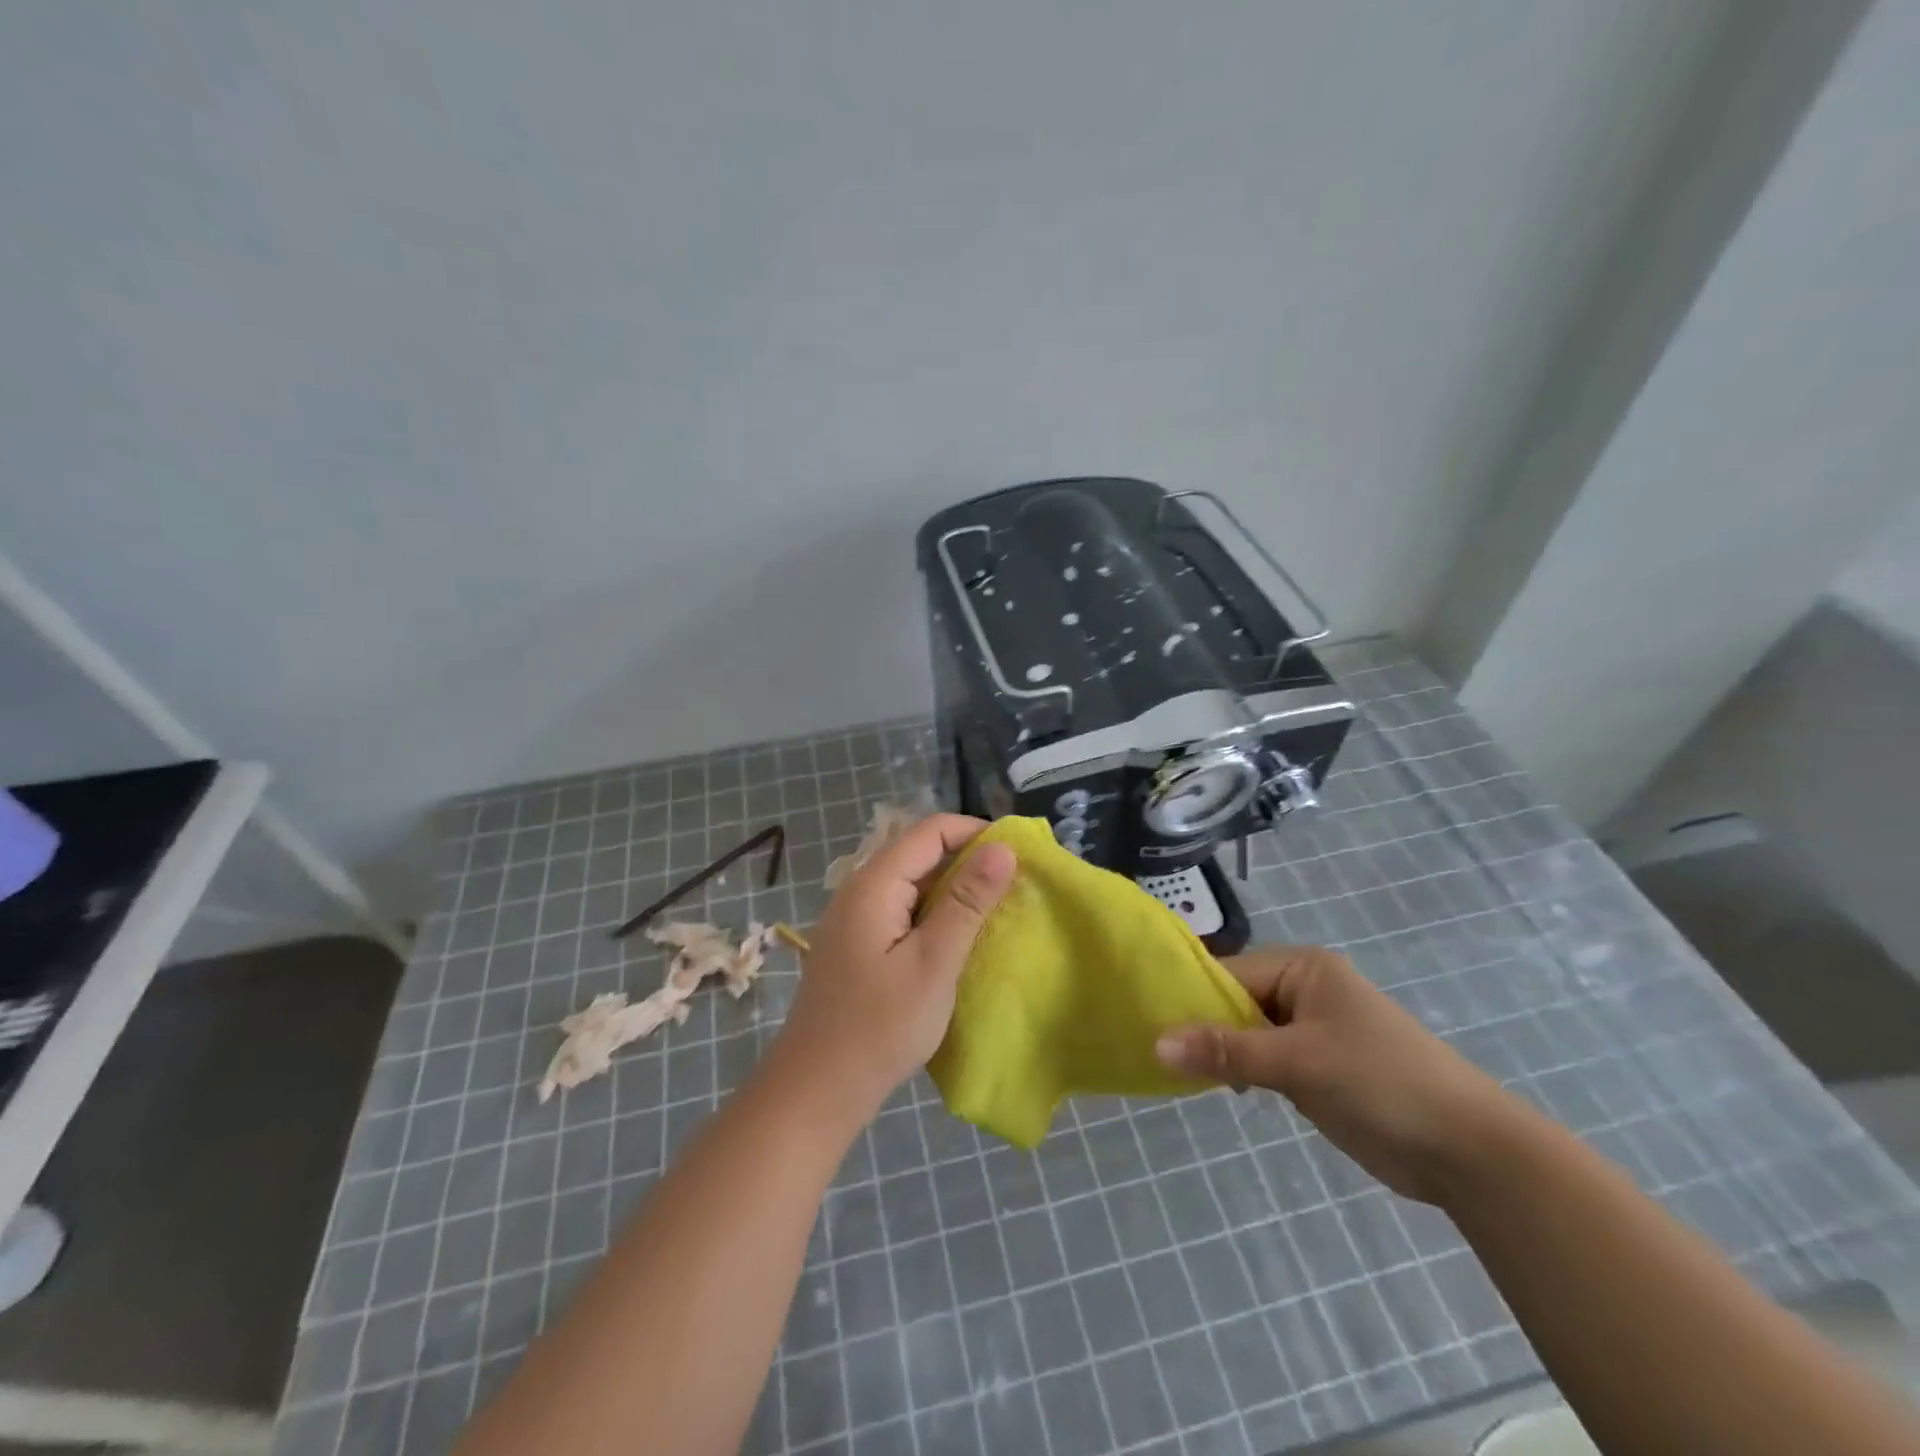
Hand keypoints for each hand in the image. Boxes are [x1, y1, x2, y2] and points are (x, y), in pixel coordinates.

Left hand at [774, 814, 1015, 1117]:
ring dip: (954, 891)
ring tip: (995, 913)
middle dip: (968, 862)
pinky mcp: (858, 944)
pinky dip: (934, 915)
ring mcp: (855, 918)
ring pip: (913, 884)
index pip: (930, 830)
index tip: (1017, 857)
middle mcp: (860, 890)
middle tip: (1013, 889)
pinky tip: (958, 941)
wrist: (816, 1090)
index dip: (975, 833)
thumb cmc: (879, 1027)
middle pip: (919, 853)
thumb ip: (967, 902)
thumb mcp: (933, 963)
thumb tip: (1002, 848)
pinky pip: (902, 911)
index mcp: (874, 884)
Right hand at [1155, 945, 1523, 1202]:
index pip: (1230, 973)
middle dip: (1201, 1026)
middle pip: (1234, 1001)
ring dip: (1217, 1051)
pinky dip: (1238, 1071)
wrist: (1469, 1152)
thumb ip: (1227, 1051)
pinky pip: (1261, 1060)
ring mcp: (1309, 1031)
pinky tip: (1210, 1085)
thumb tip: (1155, 1044)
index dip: (1189, 997)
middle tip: (1151, 1049)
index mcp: (1303, 968)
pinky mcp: (1314, 1069)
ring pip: (1245, 1033)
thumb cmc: (1383, 1082)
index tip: (1146, 1020)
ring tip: (1170, 1068)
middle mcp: (1303, 990)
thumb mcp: (1300, 1062)